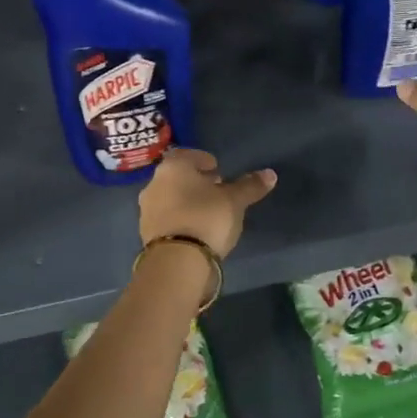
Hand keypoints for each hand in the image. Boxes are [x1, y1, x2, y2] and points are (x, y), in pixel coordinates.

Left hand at [138, 149, 276, 258]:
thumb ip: (250, 186)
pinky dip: (180, 218)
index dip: (204, 160)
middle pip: (177, 176)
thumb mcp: (234, 201)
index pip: (187, 154)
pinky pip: (166, 218)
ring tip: (208, 212)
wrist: (176, 262)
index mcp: (173, 167)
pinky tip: (195, 229)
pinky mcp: (146, 234)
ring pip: (170, 197)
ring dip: (186, 200)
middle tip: (216, 189)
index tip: (218, 169)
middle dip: (196, 181)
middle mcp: (154, 183)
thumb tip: (270, 174)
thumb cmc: (206, 218)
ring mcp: (147, 210)